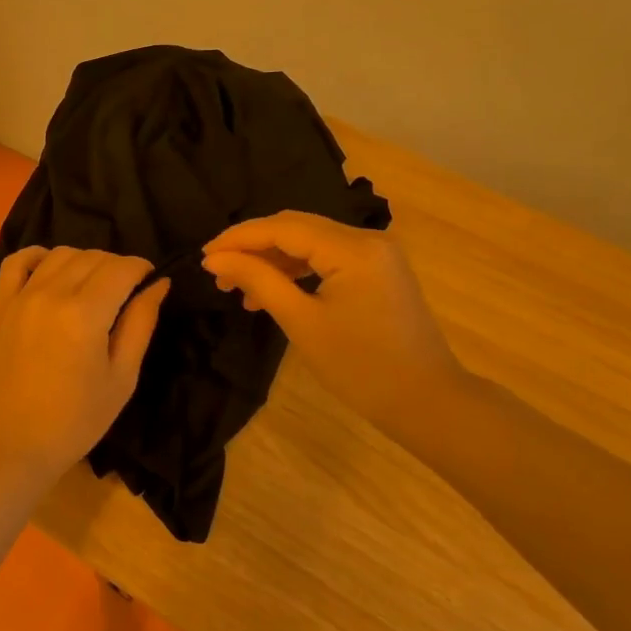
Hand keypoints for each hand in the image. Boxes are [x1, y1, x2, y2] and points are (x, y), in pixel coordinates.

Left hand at [0, 247, 170, 480]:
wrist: (11, 443)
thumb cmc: (76, 420)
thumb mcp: (121, 378)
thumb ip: (141, 324)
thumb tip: (158, 284)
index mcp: (86, 313)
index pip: (122, 268)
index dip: (143, 268)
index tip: (150, 282)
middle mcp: (52, 293)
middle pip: (93, 256)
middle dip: (118, 266)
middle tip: (126, 292)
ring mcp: (21, 296)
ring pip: (60, 254)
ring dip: (84, 261)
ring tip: (92, 286)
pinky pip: (17, 261)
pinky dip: (38, 256)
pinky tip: (51, 270)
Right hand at [202, 212, 470, 441]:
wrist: (426, 402)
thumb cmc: (361, 367)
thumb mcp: (302, 322)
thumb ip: (258, 281)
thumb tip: (215, 259)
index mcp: (353, 248)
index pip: (283, 228)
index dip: (239, 238)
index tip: (203, 256)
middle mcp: (367, 239)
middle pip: (296, 228)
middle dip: (253, 247)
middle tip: (217, 272)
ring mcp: (376, 254)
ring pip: (310, 243)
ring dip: (273, 260)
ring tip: (239, 289)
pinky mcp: (378, 271)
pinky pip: (327, 259)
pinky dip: (297, 271)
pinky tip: (272, 292)